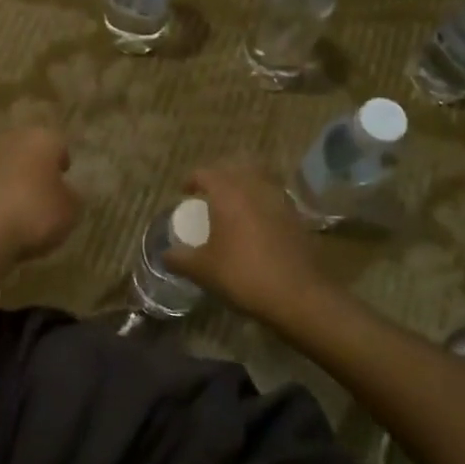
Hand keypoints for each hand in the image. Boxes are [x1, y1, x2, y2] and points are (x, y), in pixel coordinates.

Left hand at [0, 125, 78, 270]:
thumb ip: (71, 198)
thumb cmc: (33, 213)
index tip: (66, 177)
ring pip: (7, 167)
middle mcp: (10, 140)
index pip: (59, 144)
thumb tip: (66, 193)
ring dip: (14, 182)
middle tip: (46, 190)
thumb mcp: (69, 211)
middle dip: (37, 168)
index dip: (63, 162)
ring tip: (24, 209)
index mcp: (41, 138)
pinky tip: (3, 219)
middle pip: (29, 151)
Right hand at [164, 157, 328, 328]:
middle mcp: (254, 188)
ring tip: (233, 205)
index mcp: (228, 193)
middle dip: (220, 177)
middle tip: (209, 194)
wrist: (299, 294)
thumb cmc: (243, 275)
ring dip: (244, 185)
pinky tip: (256, 223)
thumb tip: (165, 255)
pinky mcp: (296, 216)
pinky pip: (274, 197)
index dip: (192, 180)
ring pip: (258, 179)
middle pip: (235, 168)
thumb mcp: (203, 271)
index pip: (206, 173)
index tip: (185, 193)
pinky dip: (262, 201)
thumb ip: (180, 259)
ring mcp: (279, 200)